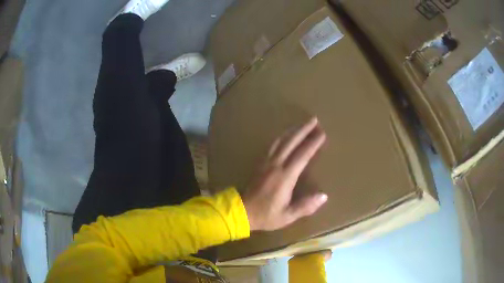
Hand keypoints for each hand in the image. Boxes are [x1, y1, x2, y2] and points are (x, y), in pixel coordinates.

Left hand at [243, 117, 327, 230]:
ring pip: (280, 141)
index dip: (312, 143)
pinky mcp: (260, 164)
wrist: (241, 212)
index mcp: (284, 177)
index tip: (322, 134)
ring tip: (302, 124)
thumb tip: (324, 196)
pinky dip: (282, 137)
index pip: (302, 155)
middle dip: (303, 130)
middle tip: (314, 120)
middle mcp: (275, 165)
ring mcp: (266, 163)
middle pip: (291, 142)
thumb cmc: (266, 215)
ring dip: (292, 131)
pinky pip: (273, 145)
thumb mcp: (287, 216)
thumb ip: (305, 206)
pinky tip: (285, 136)